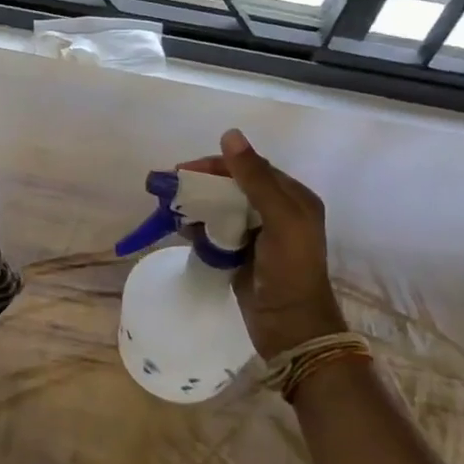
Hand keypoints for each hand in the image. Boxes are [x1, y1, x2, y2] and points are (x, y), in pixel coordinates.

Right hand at [180, 129, 345, 358]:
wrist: (292, 329)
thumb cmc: (290, 271)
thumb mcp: (280, 219)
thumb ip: (255, 178)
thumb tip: (230, 134)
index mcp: (293, 198)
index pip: (250, 168)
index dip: (217, 165)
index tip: (185, 169)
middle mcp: (277, 212)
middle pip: (233, 187)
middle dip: (202, 184)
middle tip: (170, 187)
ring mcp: (258, 235)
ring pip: (221, 208)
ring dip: (197, 205)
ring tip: (171, 208)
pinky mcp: (242, 255)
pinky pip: (216, 232)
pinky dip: (198, 228)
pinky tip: (181, 229)